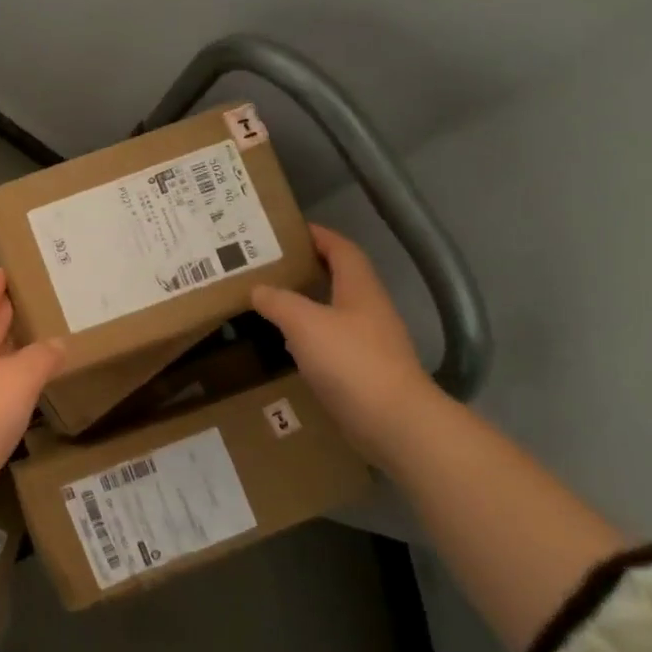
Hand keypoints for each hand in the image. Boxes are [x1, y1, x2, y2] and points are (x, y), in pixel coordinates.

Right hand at [251, 224, 433, 451]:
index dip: (320, 236)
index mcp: (360, 289)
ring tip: (272, 301)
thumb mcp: (305, 323)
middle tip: (272, 266)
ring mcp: (370, 342)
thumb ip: (278, 301)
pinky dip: (310, 336)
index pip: (342, 250)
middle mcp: (369, 310)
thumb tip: (257, 288)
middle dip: (309, 269)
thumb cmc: (351, 361)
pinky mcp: (364, 371)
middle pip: (340, 279)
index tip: (291, 230)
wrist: (394, 421)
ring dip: (307, 303)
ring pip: (334, 311)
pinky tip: (289, 344)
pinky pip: (332, 342)